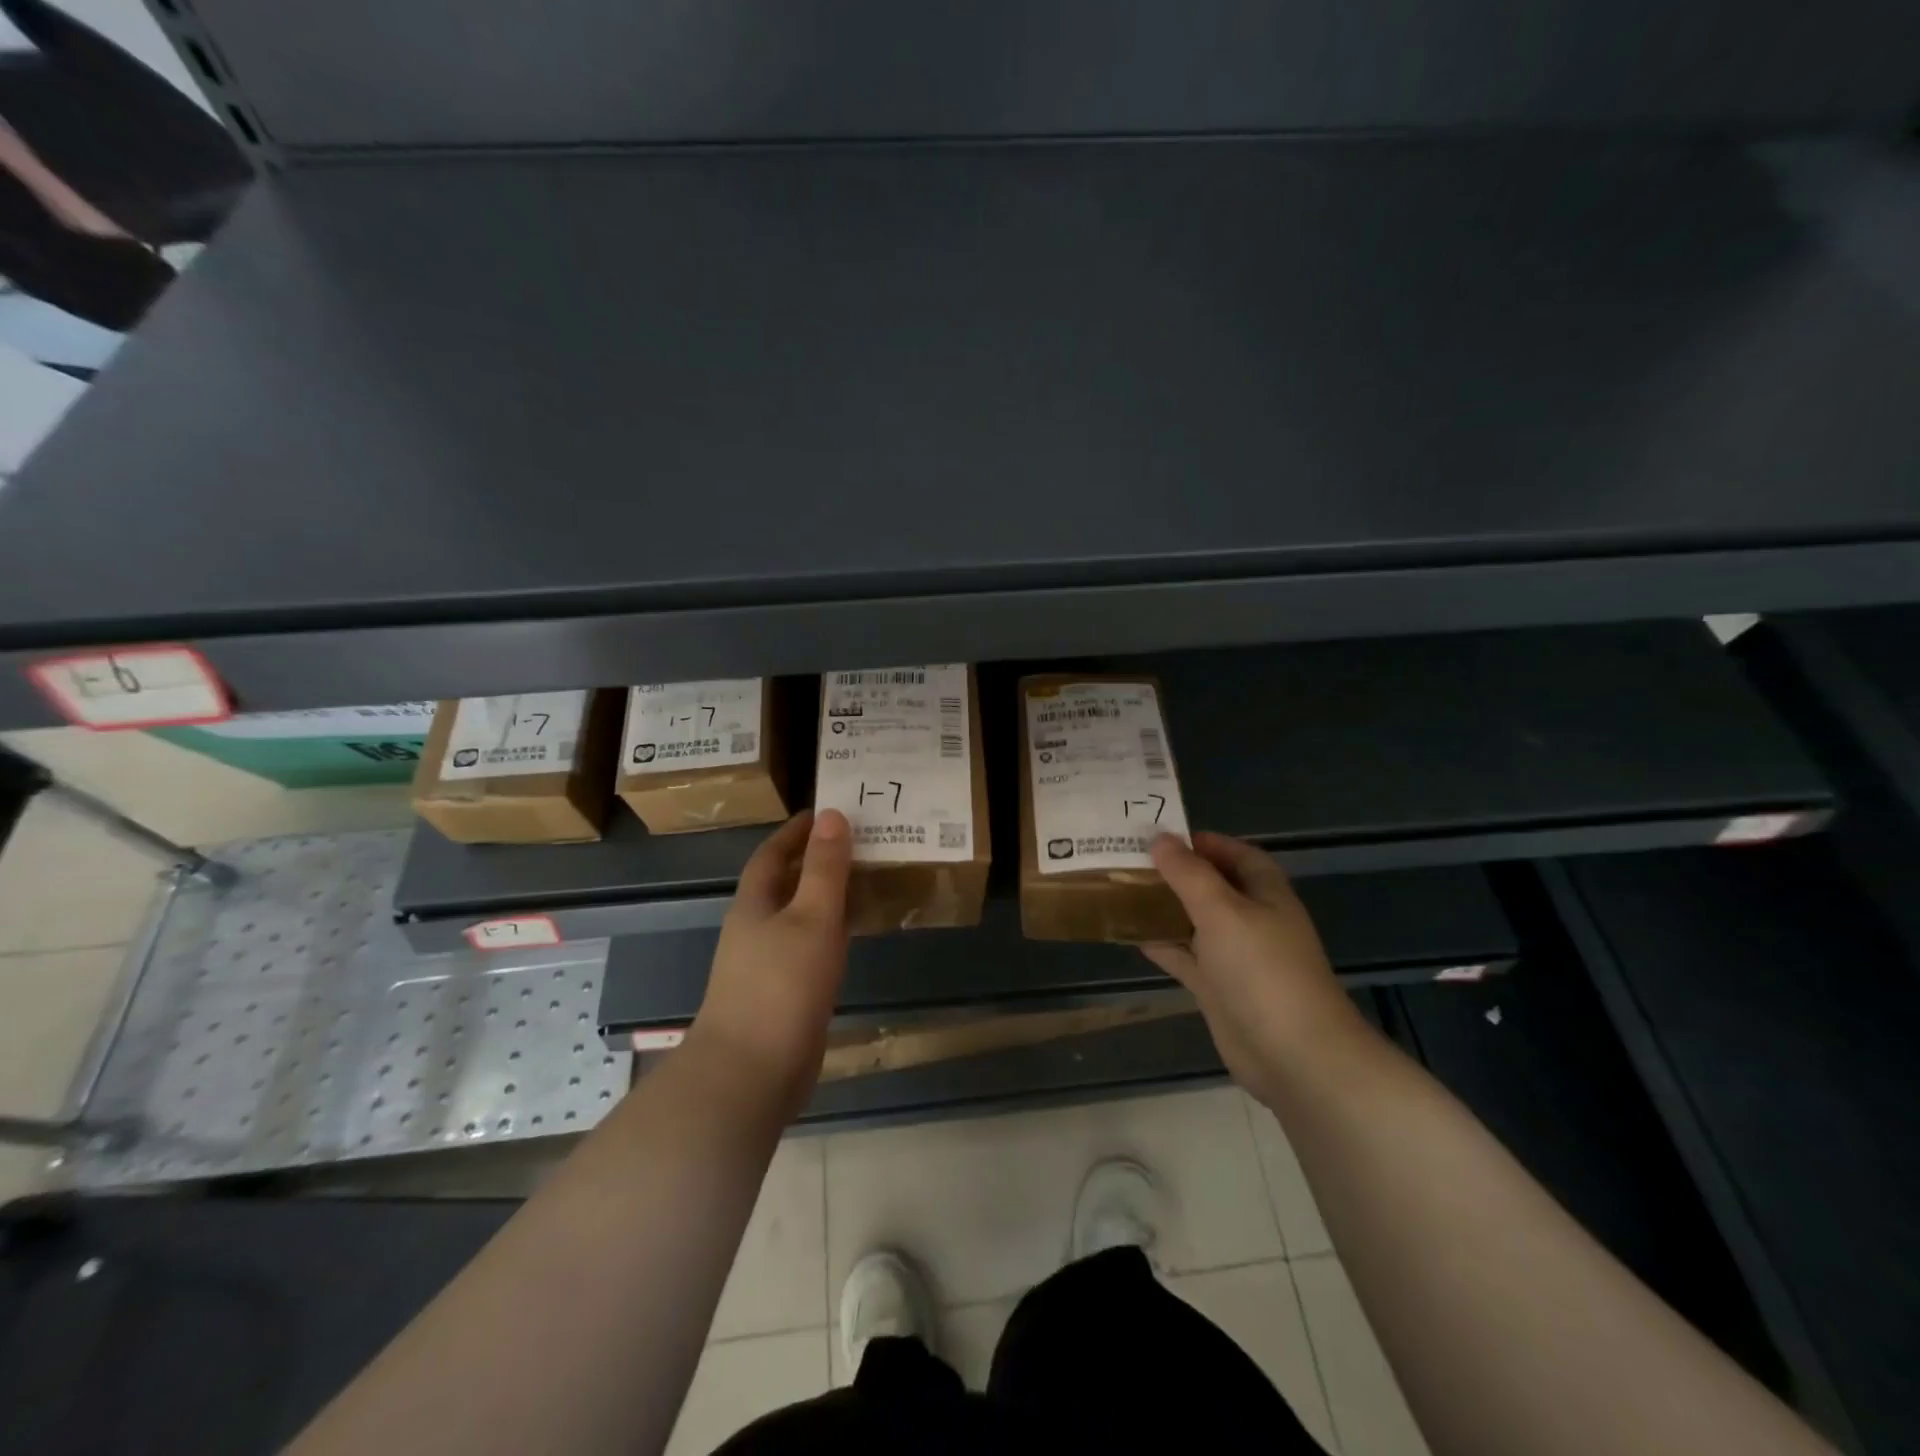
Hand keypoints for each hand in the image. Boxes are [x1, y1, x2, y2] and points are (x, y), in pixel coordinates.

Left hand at [689, 809, 851, 1114]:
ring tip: (864, 883)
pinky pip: (805, 948)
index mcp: (754, 904)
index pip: (772, 853)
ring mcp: (763, 966)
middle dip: (814, 861)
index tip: (828, 813)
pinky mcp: (778, 996)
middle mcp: (753, 930)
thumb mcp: (812, 917)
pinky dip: (827, 933)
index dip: (797, 831)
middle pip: (783, 884)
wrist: (750, 1074)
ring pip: (796, 917)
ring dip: (823, 898)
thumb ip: (824, 868)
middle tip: (859, 845)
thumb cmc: (782, 986)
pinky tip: (850, 939)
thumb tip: (831, 814)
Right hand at [1144, 832, 1373, 1104]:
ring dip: (1164, 908)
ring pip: (1195, 921)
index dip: (1200, 842)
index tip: (1156, 836)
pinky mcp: (1219, 988)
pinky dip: (1162, 945)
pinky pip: (1185, 957)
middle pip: (1210, 885)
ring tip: (1121, 891)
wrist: (1293, 1054)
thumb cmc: (1262, 969)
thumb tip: (1159, 838)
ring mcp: (1235, 955)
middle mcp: (1251, 918)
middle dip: (1175, 873)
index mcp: (1264, 892)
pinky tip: (1131, 934)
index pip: (1234, 853)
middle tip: (1128, 860)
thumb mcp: (1222, 910)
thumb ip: (1189, 873)